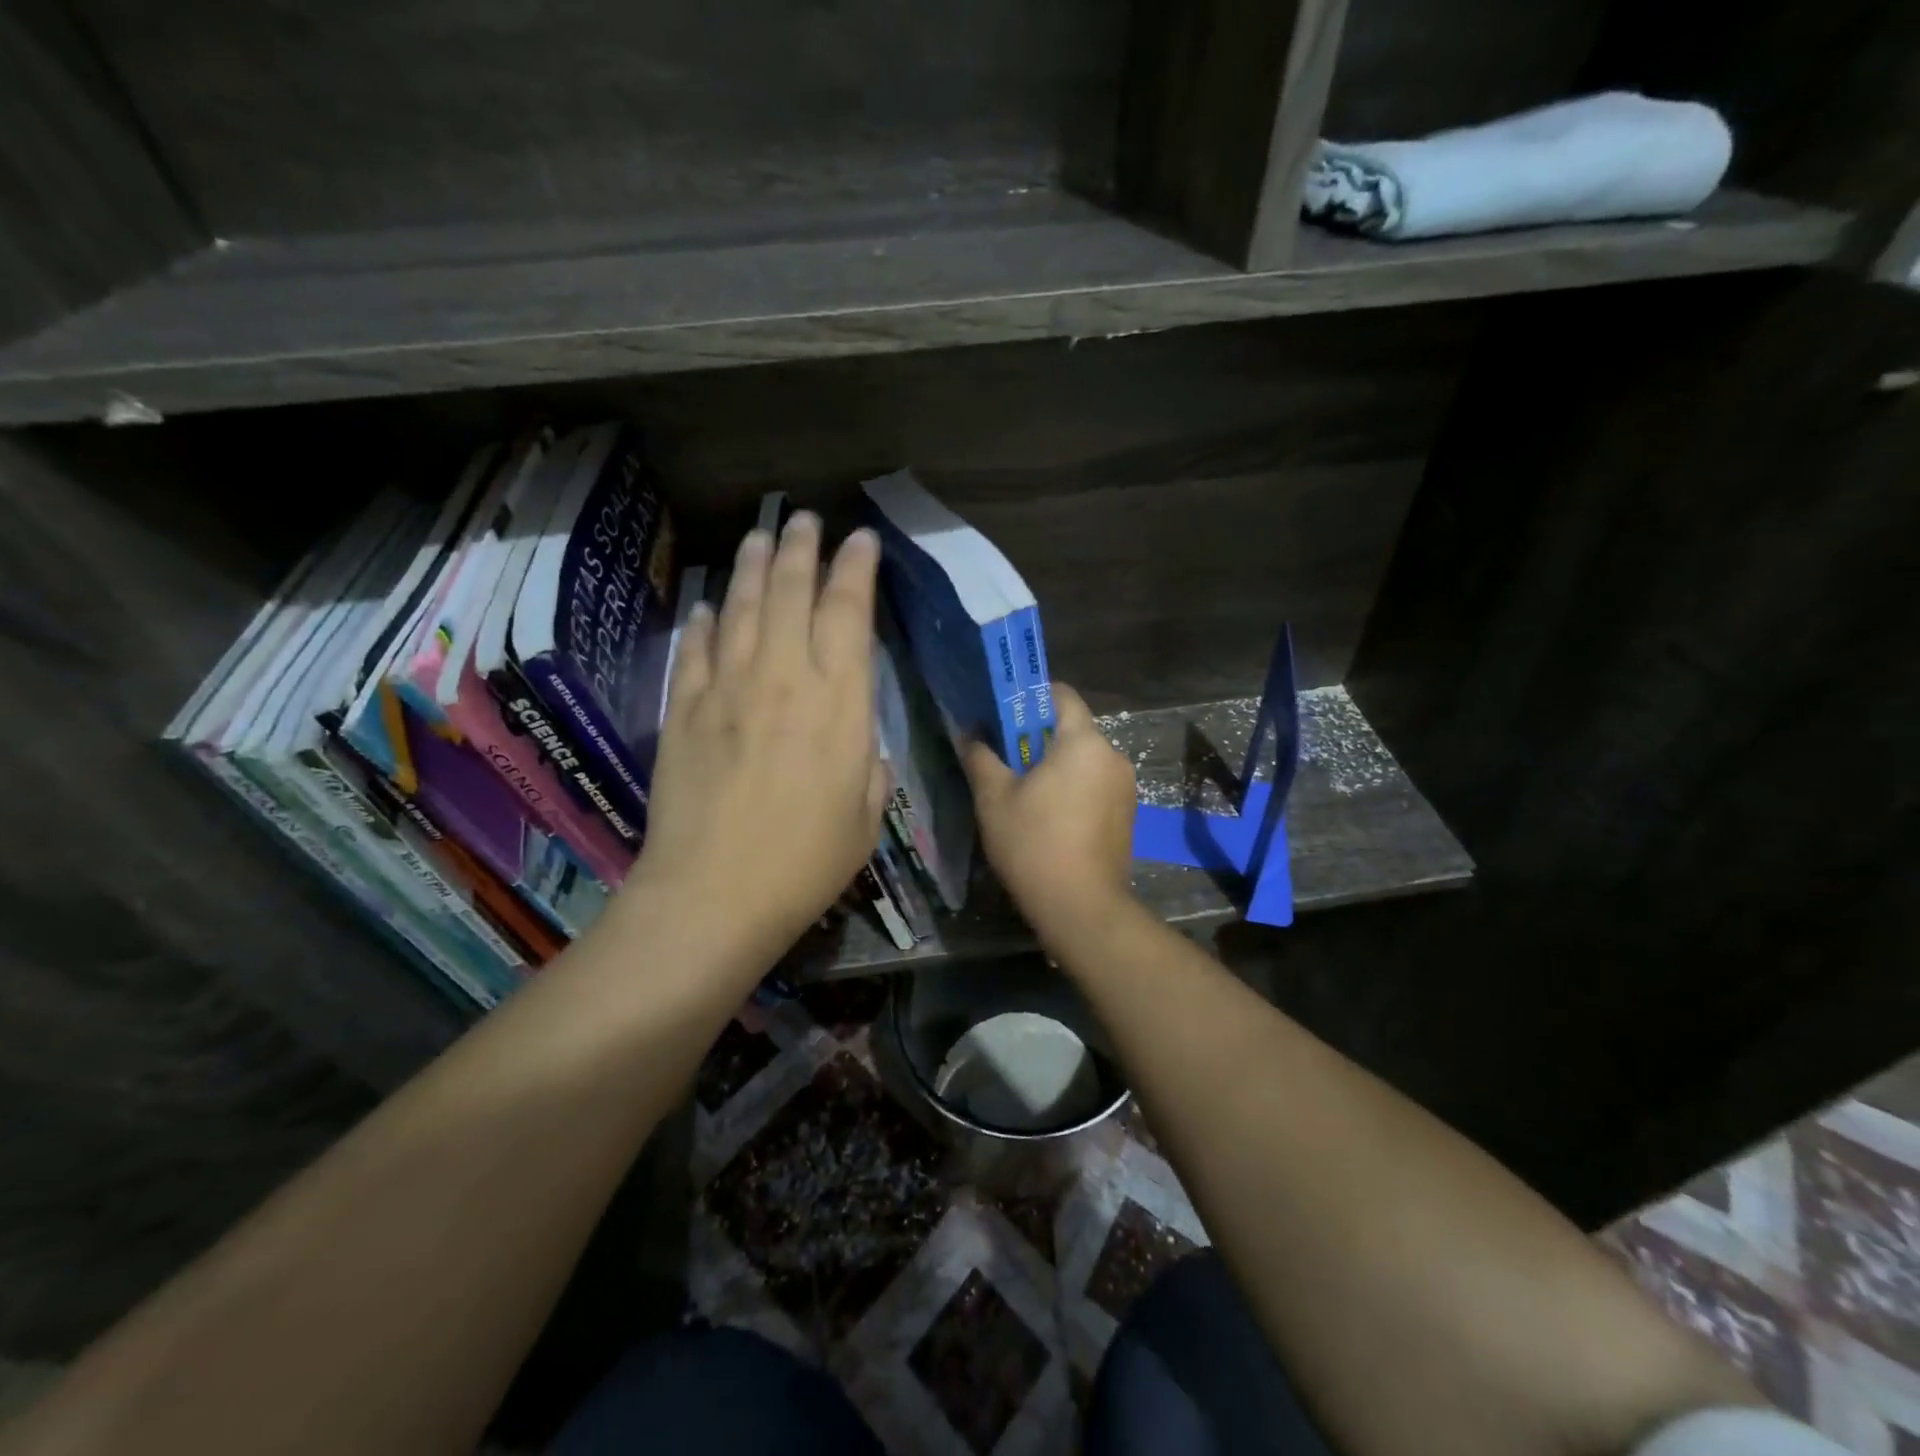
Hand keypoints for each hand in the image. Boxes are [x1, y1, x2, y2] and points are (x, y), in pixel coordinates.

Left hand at [630, 513, 888, 960]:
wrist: (714, 895)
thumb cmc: (805, 863)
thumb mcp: (866, 817)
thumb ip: (869, 768)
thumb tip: (860, 744)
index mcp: (839, 704)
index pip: (848, 613)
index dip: (856, 569)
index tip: (861, 540)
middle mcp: (783, 680)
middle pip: (791, 593)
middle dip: (801, 549)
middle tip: (805, 520)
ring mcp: (726, 690)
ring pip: (741, 608)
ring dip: (751, 567)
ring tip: (759, 536)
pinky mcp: (684, 711)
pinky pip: (695, 651)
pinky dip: (704, 623)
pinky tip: (708, 606)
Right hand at [961, 682, 1137, 942]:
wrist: (1081, 908)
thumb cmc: (1033, 843)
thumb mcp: (994, 798)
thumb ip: (980, 756)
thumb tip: (970, 734)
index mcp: (1084, 741)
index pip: (1061, 694)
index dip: (1030, 697)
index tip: (1004, 715)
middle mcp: (1113, 755)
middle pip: (1073, 729)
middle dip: (1039, 737)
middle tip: (1006, 758)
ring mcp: (1125, 787)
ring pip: (1084, 760)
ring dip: (1057, 766)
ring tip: (1025, 792)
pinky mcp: (1128, 814)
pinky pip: (1096, 785)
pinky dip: (1074, 788)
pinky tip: (1050, 817)